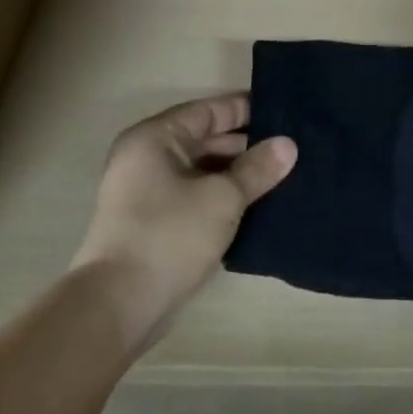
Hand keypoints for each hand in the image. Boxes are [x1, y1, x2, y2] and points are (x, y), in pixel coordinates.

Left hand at [73, 94, 296, 341]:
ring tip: (283, 175)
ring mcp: (147, 192)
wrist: (120, 304)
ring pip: (201, 171)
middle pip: (204, 139)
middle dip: (246, 144)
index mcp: (154, 138)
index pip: (208, 111)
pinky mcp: (154, 223)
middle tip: (292, 147)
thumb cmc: (170, 235)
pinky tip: (257, 204)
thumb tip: (288, 145)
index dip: (246, 109)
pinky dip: (222, 196)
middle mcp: (146, 158)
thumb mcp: (222, 197)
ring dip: (237, 174)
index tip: (285, 112)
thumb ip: (257, 168)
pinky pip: (195, 196)